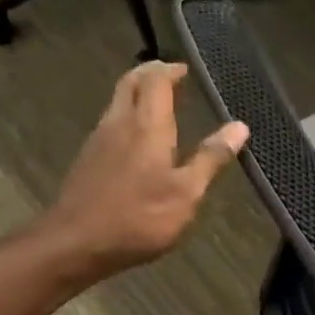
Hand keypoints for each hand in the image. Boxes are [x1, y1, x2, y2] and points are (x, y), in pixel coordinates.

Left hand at [44, 61, 248, 280]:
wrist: (75, 244)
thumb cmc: (139, 218)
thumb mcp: (186, 193)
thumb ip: (211, 158)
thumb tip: (239, 127)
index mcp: (147, 125)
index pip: (156, 80)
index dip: (171, 70)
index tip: (186, 70)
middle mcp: (119, 123)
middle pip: (129, 82)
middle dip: (149, 73)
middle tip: (169, 76)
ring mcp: (98, 140)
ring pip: (116, 102)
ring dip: (136, 94)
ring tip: (157, 104)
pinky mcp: (86, 159)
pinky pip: (109, 123)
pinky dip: (126, 117)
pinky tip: (136, 139)